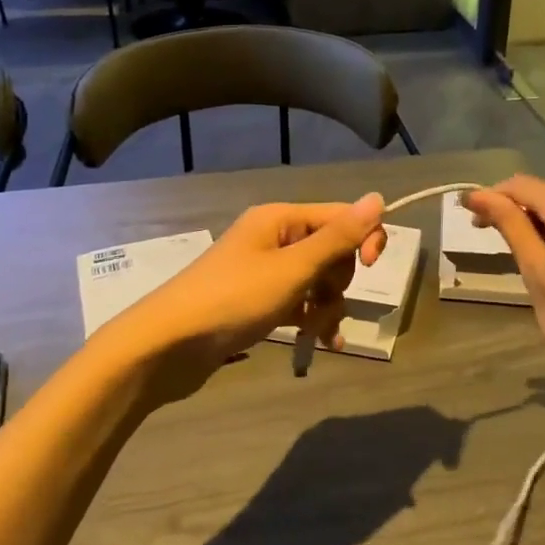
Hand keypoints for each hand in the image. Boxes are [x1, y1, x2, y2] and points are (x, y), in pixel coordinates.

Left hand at [113, 195, 386, 401]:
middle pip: (330, 251)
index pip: (340, 216)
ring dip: (326, 307)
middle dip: (337, 282)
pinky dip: (310, 319)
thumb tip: (377, 197)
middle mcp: (273, 238)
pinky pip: (298, 302)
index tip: (371, 268)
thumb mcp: (292, 269)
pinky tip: (321, 345)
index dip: (363, 238)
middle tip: (324, 306)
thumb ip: (337, 238)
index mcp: (280, 219)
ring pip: (316, 281)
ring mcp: (263, 271)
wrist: (166, 346)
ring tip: (319, 335)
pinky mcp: (256, 301)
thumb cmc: (233, 299)